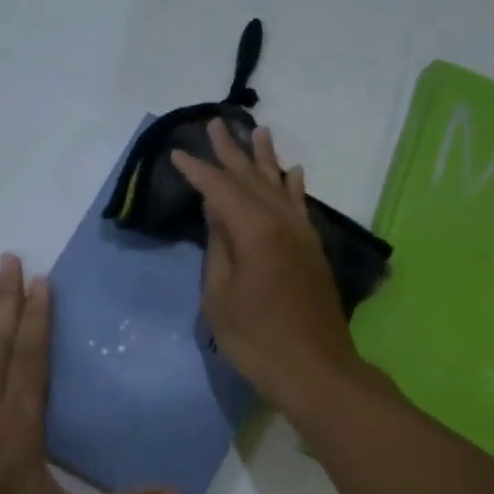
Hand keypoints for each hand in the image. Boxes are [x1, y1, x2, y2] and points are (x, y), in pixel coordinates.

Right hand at [171, 120, 364, 412]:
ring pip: (280, 186)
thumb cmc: (257, 340)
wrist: (315, 369)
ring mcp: (302, 235)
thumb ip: (218, 250)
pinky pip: (301, 207)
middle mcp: (282, 223)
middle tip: (216, 123)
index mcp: (254, 231)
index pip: (220, 190)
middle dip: (232, 152)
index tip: (178, 152)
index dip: (198, 171)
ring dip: (266, 159)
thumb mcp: (221, 298)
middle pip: (252, 179)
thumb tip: (217, 214)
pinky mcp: (313, 251)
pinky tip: (293, 172)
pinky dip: (294, 187)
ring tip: (257, 131)